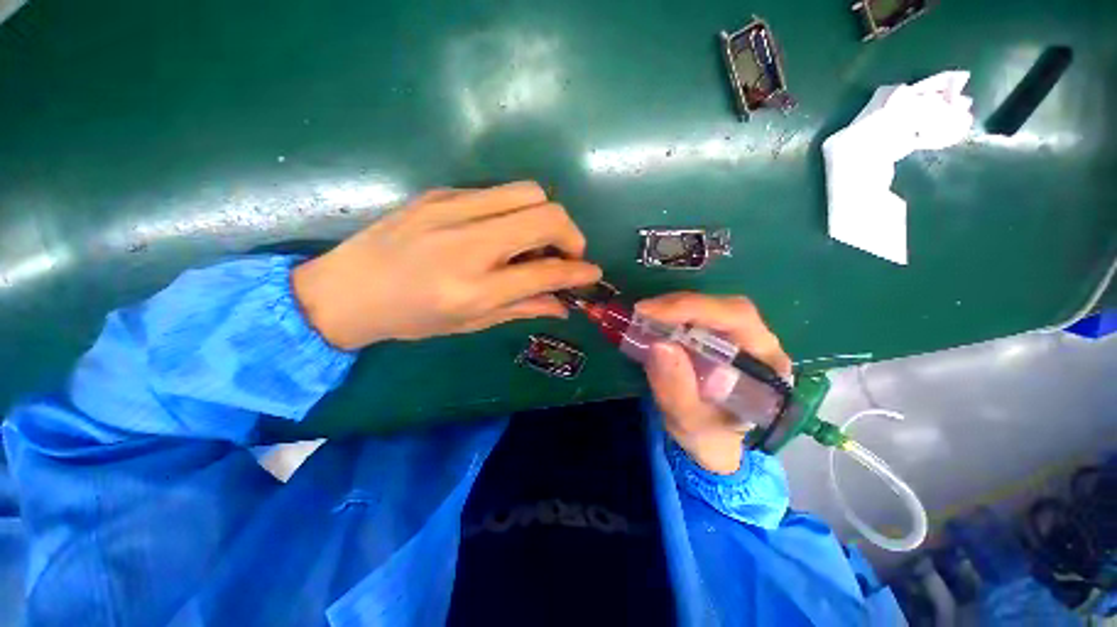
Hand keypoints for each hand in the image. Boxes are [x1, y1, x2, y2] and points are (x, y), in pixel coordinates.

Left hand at [291, 182, 601, 349]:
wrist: (346, 289)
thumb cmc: (409, 318)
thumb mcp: (470, 323)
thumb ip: (522, 309)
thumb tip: (562, 305)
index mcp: (474, 288)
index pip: (545, 271)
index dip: (578, 272)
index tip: (593, 274)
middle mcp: (468, 243)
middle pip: (546, 215)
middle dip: (571, 234)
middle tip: (566, 254)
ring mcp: (452, 210)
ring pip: (528, 192)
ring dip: (546, 216)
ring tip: (537, 241)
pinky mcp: (441, 193)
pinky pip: (498, 192)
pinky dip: (515, 211)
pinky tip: (503, 231)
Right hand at [636, 293, 791, 474]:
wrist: (715, 442)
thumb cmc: (709, 436)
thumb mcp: (689, 422)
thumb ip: (677, 389)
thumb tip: (659, 344)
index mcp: (767, 366)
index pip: (737, 319)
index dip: (692, 308)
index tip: (650, 312)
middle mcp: (761, 344)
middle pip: (725, 307)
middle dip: (680, 306)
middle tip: (642, 312)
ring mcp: (742, 338)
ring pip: (711, 307)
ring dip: (674, 307)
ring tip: (644, 316)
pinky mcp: (722, 337)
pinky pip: (699, 315)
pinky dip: (673, 314)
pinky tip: (654, 321)